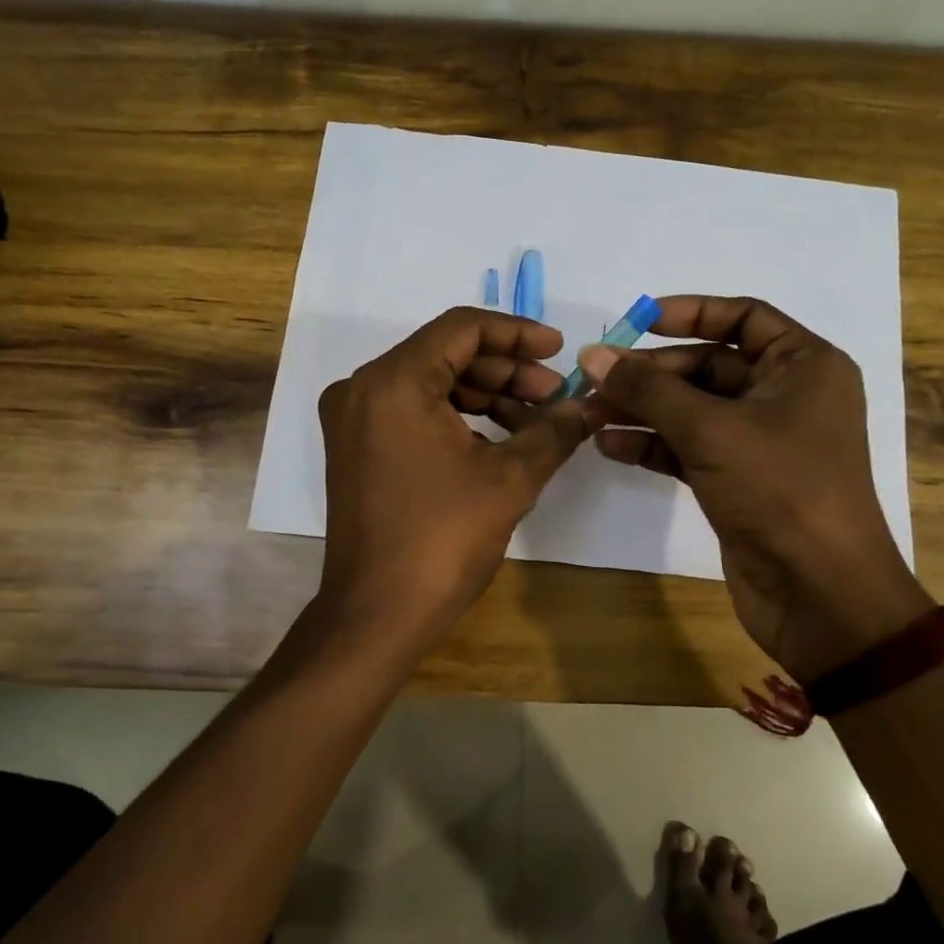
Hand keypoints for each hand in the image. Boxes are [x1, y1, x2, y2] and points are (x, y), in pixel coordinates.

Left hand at [317, 307, 588, 640]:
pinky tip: (500, 441)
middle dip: (506, 371)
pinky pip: (413, 412)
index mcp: (393, 382)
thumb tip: (589, 406)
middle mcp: (363, 389)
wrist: (377, 614)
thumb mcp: (510, 479)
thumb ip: (553, 430)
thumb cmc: (442, 540)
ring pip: (431, 384)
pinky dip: (458, 418)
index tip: (559, 350)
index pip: (462, 328)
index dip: (517, 333)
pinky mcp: (357, 448)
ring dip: (486, 396)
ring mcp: (354, 420)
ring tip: (536, 422)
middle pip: (446, 354)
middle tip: (554, 396)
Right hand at [582, 295, 932, 682]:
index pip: (743, 317)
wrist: (819, 594)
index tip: (636, 321)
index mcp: (803, 366)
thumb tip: (592, 355)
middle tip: (594, 381)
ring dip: (642, 410)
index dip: (689, 312)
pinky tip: (608, 446)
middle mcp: (785, 396)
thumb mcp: (711, 429)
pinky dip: (652, 445)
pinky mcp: (737, 480)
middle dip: (650, 374)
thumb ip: (648, 389)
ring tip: (589, 414)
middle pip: (707, 366)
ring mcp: (759, 441)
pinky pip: (688, 447)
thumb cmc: (780, 490)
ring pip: (691, 409)